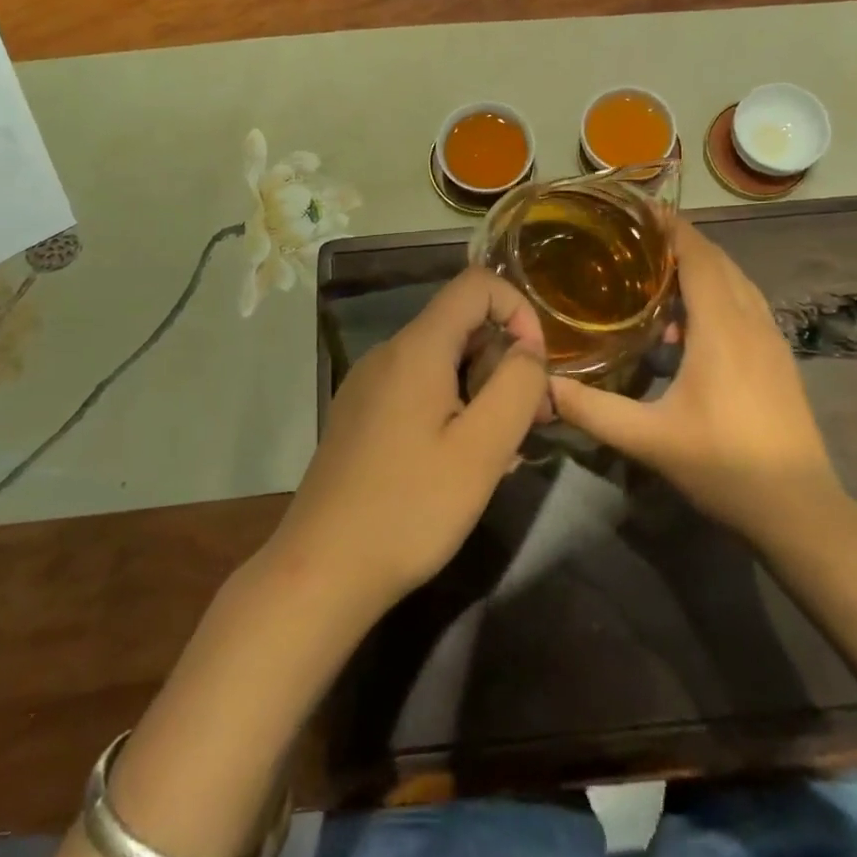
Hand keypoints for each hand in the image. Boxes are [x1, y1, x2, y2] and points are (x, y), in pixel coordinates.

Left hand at [267, 268, 550, 624]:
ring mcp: (368, 386)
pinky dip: (452, 409)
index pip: (476, 284)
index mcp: (416, 348)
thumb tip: (529, 348)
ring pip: (443, 362)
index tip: (535, 367)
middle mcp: (388, 354)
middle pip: (461, 325)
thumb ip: (518, 385)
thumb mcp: (483, 449)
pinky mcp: (361, 417)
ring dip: (482, 391)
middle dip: (504, 361)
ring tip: (498, 453)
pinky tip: (459, 464)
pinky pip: (419, 391)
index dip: (518, 310)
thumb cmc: (411, 508)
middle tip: (528, 423)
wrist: (321, 572)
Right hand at [551, 219, 843, 543]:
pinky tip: (693, 326)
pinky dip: (720, 294)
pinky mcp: (779, 358)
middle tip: (637, 241)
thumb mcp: (648, 439)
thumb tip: (542, 386)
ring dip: (703, 269)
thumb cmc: (723, 465)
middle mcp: (751, 321)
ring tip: (659, 277)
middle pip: (719, 262)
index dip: (673, 229)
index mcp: (722, 327)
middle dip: (682, 244)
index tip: (642, 209)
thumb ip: (592, 410)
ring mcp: (772, 339)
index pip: (699, 257)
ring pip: (737, 283)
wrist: (799, 508)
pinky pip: (747, 305)